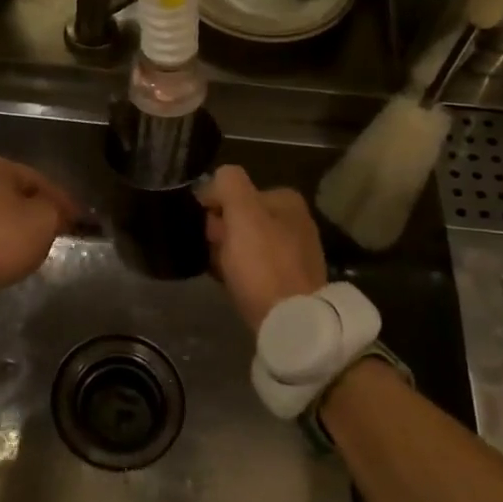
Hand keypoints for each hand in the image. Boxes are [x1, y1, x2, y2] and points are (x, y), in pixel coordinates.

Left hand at [0, 153, 81, 295]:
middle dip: (34, 211)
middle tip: (54, 231)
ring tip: (28, 246)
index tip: (79, 221)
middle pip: (12, 194)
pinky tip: (0, 254)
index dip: (63, 201)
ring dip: (11, 226)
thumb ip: (56, 211)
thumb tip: (57, 211)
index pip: (39, 179)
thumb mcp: (43, 221)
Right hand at [197, 165, 327, 332]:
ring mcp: (294, 252)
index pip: (234, 192)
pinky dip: (239, 272)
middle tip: (214, 253)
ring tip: (220, 271)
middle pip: (239, 218)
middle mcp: (294, 221)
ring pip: (243, 244)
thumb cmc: (264, 263)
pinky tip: (231, 283)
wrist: (292, 321)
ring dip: (226, 254)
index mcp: (286, 200)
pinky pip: (253, 268)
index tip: (207, 230)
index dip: (213, 209)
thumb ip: (229, 184)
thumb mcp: (243, 212)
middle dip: (220, 233)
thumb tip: (216, 180)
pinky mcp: (288, 281)